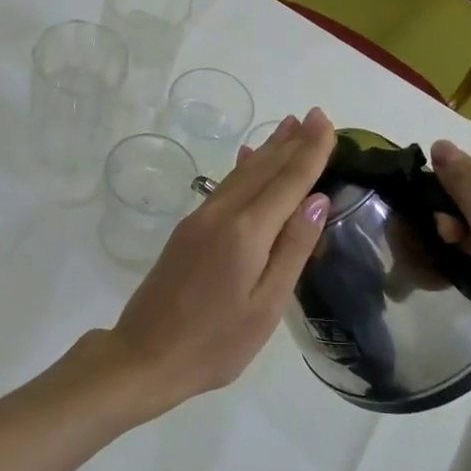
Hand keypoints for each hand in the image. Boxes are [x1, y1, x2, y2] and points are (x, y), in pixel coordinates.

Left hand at [90, 108, 334, 420]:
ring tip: (288, 127)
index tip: (326, 121)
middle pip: (263, 169)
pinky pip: (223, 187)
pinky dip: (242, 169)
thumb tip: (317, 200)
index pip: (288, 181)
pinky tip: (247, 160)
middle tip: (314, 115)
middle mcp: (221, 214)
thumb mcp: (265, 306)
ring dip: (267, 150)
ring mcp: (200, 220)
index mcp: (246, 232)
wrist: (144, 355)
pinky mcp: (187, 231)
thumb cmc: (215, 343)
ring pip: (241, 174)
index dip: (310, 151)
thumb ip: (292, 250)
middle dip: (291, 142)